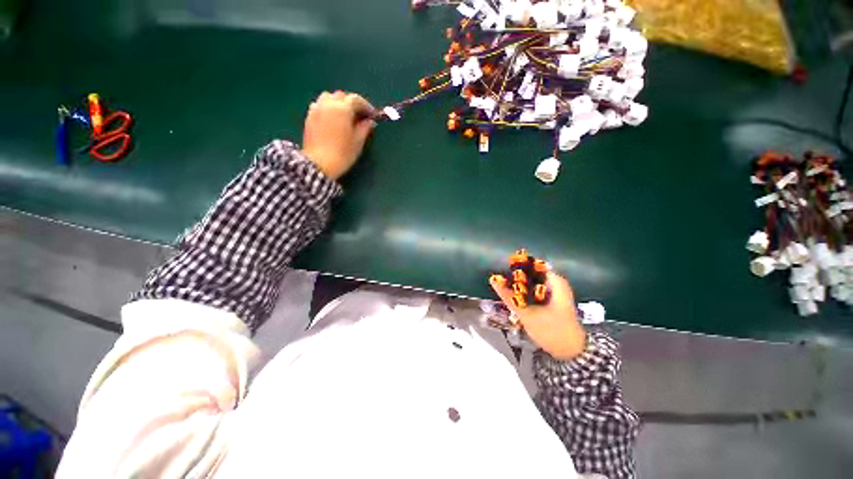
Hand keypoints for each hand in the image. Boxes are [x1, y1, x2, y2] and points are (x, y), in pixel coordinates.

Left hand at [301, 91, 376, 179]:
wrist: (319, 163)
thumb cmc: (342, 153)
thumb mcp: (358, 142)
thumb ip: (364, 128)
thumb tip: (369, 121)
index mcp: (342, 108)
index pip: (356, 99)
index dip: (366, 106)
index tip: (372, 115)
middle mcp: (328, 104)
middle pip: (341, 96)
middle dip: (351, 103)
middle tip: (359, 115)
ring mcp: (316, 109)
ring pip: (328, 97)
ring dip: (338, 103)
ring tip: (344, 116)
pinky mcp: (309, 117)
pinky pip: (320, 105)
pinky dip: (328, 108)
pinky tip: (332, 120)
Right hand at [490, 271, 586, 360]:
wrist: (571, 353)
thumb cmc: (552, 330)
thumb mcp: (527, 313)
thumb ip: (508, 296)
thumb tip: (492, 279)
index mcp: (555, 281)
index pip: (531, 265)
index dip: (516, 268)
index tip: (501, 273)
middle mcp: (555, 283)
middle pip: (530, 274)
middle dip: (515, 279)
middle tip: (501, 284)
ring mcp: (554, 292)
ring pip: (530, 284)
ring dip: (518, 288)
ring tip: (505, 292)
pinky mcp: (551, 301)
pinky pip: (533, 292)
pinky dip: (524, 295)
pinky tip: (515, 301)